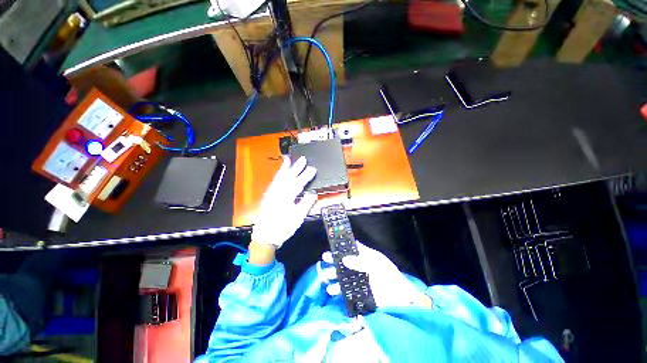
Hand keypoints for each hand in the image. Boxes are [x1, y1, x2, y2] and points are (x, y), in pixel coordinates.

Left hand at [251, 156, 317, 249]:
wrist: (265, 236)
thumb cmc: (283, 228)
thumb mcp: (297, 218)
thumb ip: (305, 204)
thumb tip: (313, 193)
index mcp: (285, 198)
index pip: (298, 184)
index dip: (306, 176)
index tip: (313, 169)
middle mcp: (277, 192)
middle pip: (288, 177)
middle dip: (296, 167)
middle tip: (303, 159)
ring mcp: (271, 193)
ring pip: (279, 177)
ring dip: (285, 168)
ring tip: (288, 160)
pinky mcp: (268, 196)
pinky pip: (274, 182)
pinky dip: (278, 175)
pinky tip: (280, 173)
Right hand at [322, 242, 431, 307]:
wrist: (401, 303)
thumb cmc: (390, 280)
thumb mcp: (377, 267)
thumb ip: (361, 262)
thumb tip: (344, 259)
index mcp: (368, 257)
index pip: (354, 248)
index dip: (344, 246)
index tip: (333, 244)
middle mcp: (362, 266)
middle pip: (346, 261)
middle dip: (335, 260)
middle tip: (324, 258)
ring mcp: (360, 280)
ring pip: (344, 275)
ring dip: (334, 275)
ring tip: (326, 276)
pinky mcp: (359, 293)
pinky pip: (346, 289)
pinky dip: (338, 289)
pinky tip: (332, 290)